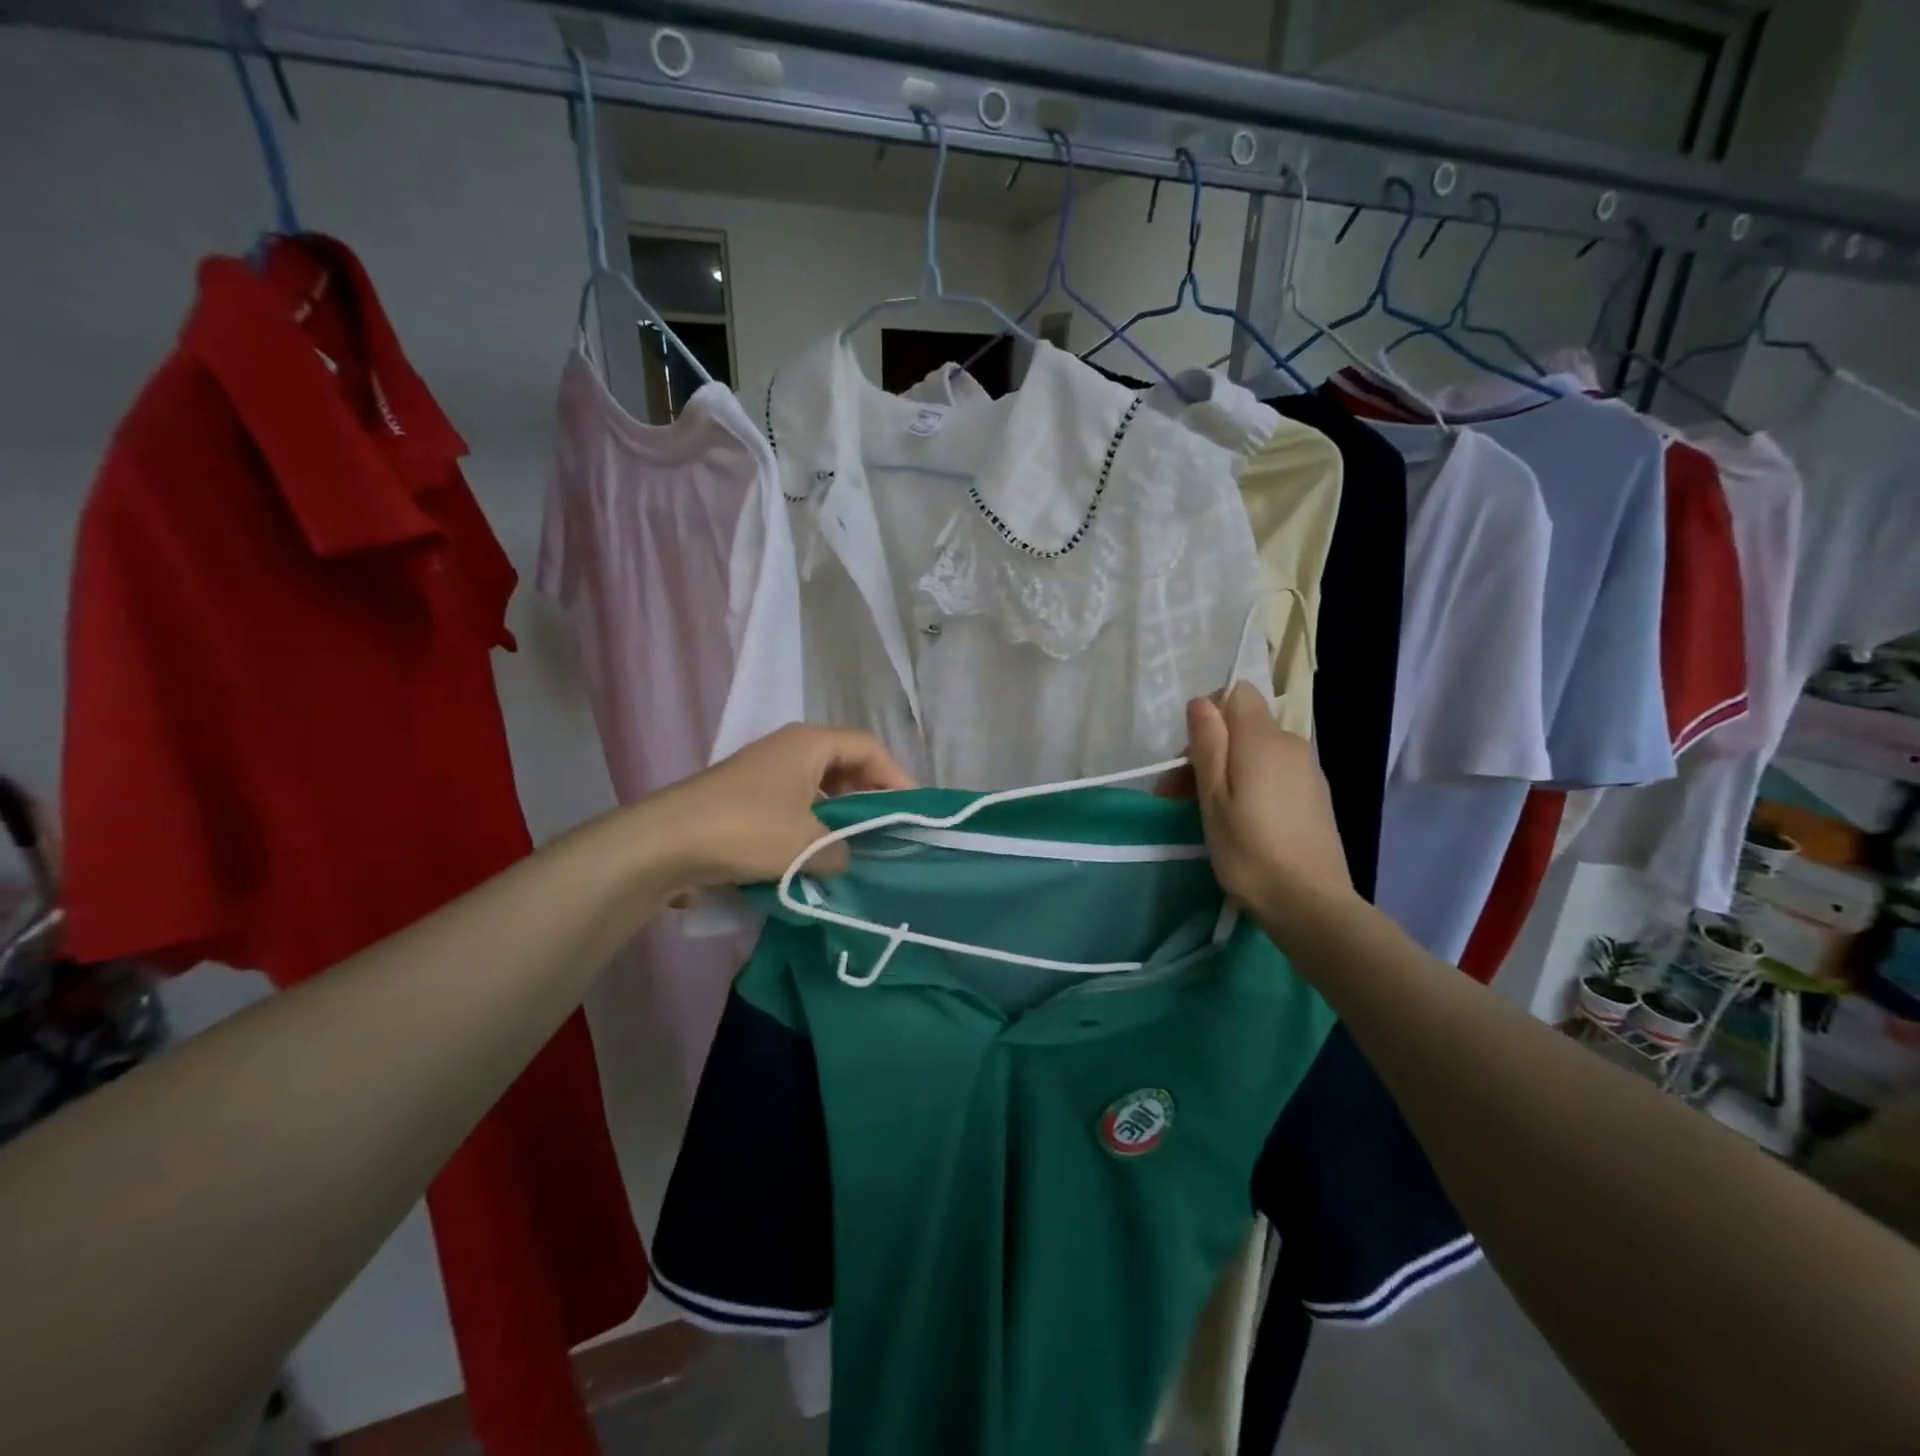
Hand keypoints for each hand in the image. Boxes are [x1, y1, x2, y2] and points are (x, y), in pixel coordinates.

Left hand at [646, 724, 914, 888]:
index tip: (913, 812)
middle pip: (846, 764)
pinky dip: (813, 826)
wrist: (664, 843)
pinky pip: (795, 805)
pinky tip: (817, 857)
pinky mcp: (746, 799)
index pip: (870, 748)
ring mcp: (765, 773)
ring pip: (820, 787)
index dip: (897, 777)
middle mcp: (789, 749)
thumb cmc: (746, 830)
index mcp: (810, 743)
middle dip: (870, 796)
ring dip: (840, 815)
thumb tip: (845, 860)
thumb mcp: (807, 845)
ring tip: (858, 847)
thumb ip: (842, 853)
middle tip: (889, 830)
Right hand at [1184, 684, 1356, 937]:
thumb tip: (1202, 701)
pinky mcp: (1315, 797)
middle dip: (1209, 749)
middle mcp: (1291, 744)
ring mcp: (1308, 771)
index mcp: (1264, 739)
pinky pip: (1275, 773)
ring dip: (1227, 770)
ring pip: (1258, 752)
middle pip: (1243, 726)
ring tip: (1205, 812)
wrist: (1311, 904)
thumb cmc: (1249, 850)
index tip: (1188, 755)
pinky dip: (1252, 785)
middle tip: (1178, 794)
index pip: (1237, 693)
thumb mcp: (1213, 796)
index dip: (1208, 713)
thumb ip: (1208, 743)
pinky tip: (1241, 821)